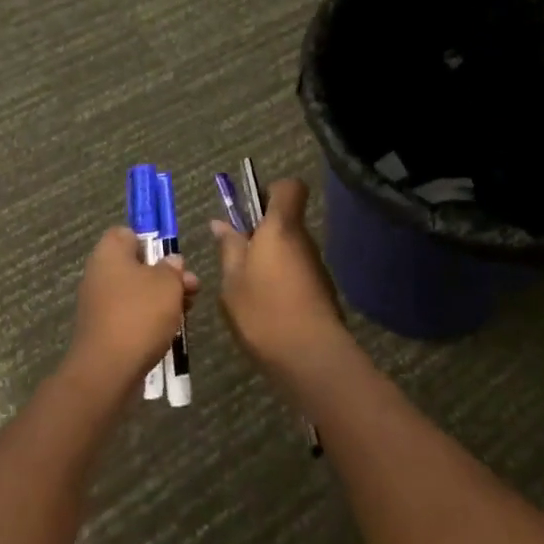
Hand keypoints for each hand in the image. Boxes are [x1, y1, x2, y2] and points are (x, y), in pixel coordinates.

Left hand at [67, 227, 198, 393]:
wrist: (107, 370)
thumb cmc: (139, 314)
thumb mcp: (167, 284)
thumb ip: (172, 268)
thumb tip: (171, 262)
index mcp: (109, 253)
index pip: (127, 233)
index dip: (151, 242)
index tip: (171, 258)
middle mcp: (99, 274)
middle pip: (136, 265)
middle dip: (165, 276)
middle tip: (191, 288)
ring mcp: (98, 304)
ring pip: (136, 292)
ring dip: (161, 299)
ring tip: (187, 311)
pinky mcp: (103, 330)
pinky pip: (130, 315)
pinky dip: (149, 320)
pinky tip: (170, 330)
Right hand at [212, 179, 350, 374]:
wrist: (311, 356)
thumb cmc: (263, 311)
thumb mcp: (233, 281)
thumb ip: (229, 248)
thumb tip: (221, 223)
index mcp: (281, 227)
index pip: (290, 187)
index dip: (271, 191)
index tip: (250, 211)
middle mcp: (303, 239)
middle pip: (286, 220)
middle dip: (262, 232)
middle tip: (237, 257)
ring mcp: (315, 265)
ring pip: (290, 248)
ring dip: (270, 259)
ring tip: (247, 288)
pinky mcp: (321, 289)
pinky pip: (297, 272)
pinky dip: (282, 281)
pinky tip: (265, 307)